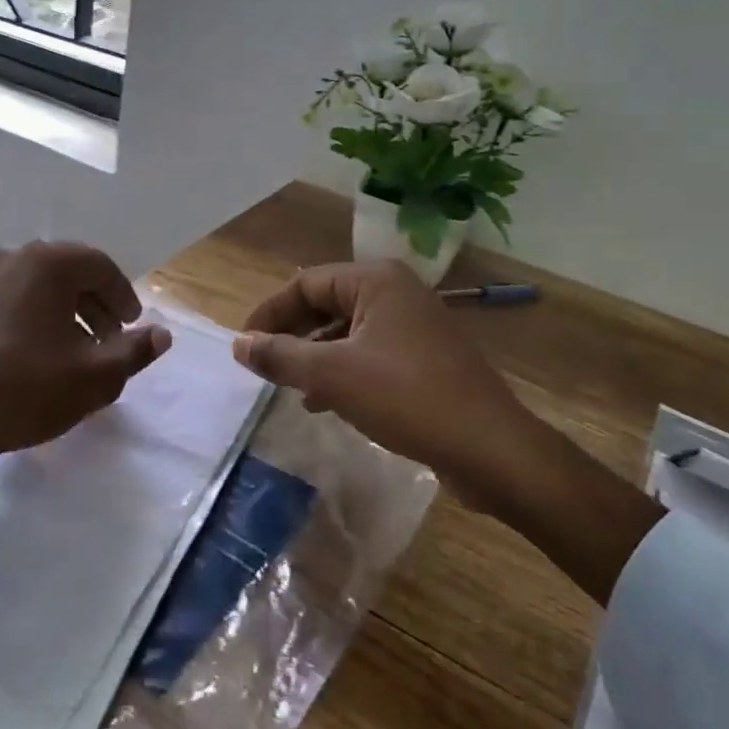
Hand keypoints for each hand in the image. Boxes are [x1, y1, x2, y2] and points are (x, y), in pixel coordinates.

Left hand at [0, 242, 171, 523]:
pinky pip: (6, 300)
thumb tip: (163, 334)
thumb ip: (135, 350)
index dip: (123, 295)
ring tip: (71, 350)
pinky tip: (30, 355)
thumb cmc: (25, 390)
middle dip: (93, 304)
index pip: (100, 266)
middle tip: (107, 339)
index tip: (132, 324)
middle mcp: (10, 258)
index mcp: (46, 264)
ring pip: (34, 286)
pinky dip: (29, 317)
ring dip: (61, 311)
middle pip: (66, 272)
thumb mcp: (95, 376)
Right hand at [233, 260, 527, 480]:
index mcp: (375, 281)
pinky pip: (368, 354)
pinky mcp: (424, 358)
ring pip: (346, 331)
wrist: (490, 448)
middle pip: (326, 303)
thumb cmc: (406, 397)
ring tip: (288, 387)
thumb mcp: (332, 375)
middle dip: (291, 334)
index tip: (244, 345)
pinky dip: (341, 371)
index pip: (304, 283)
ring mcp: (414, 326)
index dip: (269, 312)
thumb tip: (238, 344)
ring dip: (313, 356)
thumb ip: (280, 355)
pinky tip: (324, 402)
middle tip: (262, 365)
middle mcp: (396, 293)